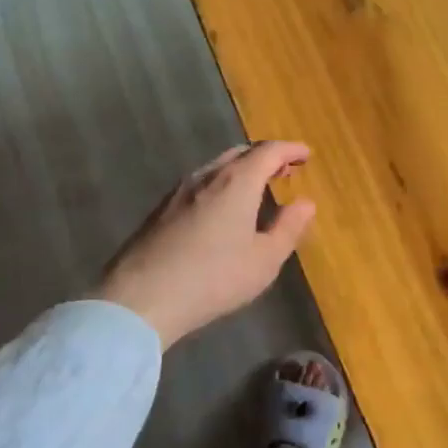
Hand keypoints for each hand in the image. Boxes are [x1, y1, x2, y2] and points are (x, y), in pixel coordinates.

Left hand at [95, 142, 315, 349]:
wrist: (141, 298)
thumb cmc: (213, 278)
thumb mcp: (264, 260)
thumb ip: (288, 228)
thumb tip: (306, 203)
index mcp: (237, 182)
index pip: (268, 151)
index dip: (290, 149)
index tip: (307, 155)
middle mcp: (207, 176)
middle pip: (241, 153)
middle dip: (266, 156)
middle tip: (285, 170)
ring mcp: (179, 191)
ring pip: (217, 167)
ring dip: (241, 170)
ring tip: (256, 188)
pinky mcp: (160, 209)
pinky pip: (200, 184)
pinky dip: (220, 185)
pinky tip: (222, 209)